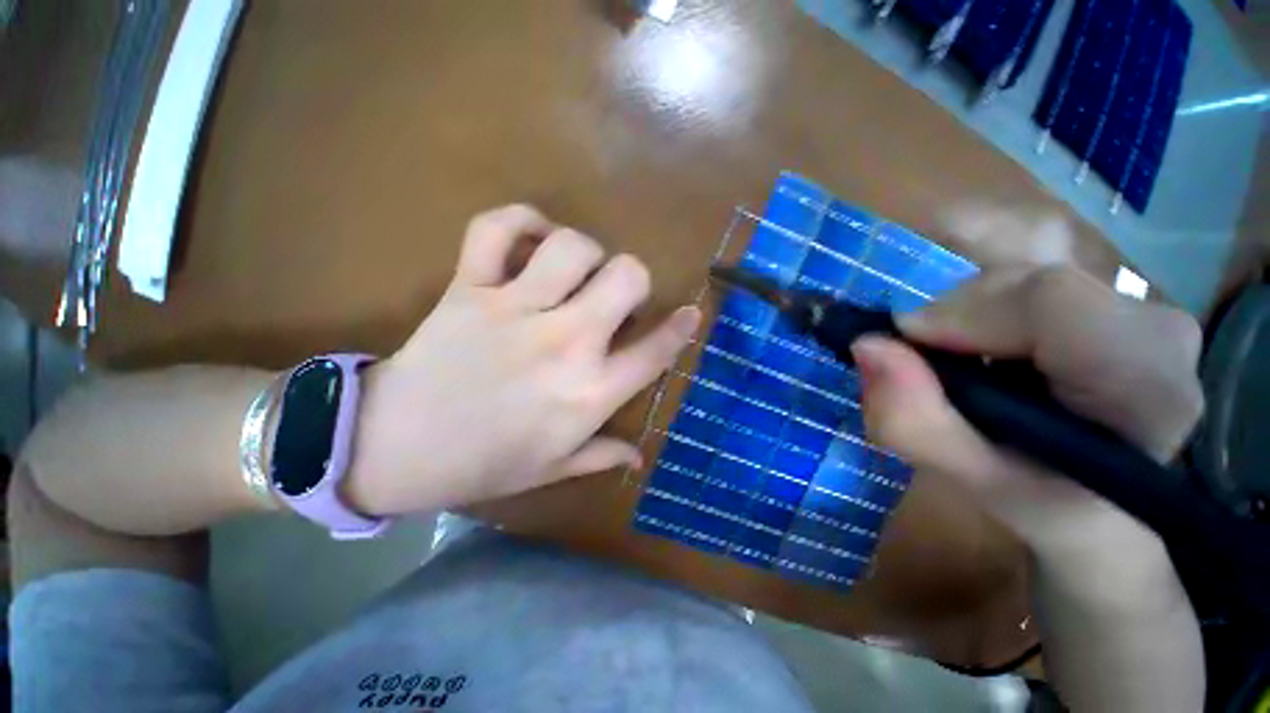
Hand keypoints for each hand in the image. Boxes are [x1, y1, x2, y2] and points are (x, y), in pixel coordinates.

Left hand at [345, 205, 700, 515]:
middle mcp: (564, 344)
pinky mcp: (469, 288)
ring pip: (573, 247)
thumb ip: (601, 455)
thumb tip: (639, 455)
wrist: (391, 448)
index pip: (655, 352)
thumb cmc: (481, 465)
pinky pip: (496, 229)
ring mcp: (515, 310)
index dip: (681, 328)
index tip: (690, 313)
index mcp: (588, 394)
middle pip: (627, 278)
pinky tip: (532, 237)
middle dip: (634, 280)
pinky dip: (520, 221)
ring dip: (586, 252)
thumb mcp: (551, 469)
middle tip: (617, 296)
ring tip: (576, 271)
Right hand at [852, 265, 1204, 586]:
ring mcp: (1146, 312)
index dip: (960, 314)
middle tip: (926, 367)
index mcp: (1146, 390)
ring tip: (958, 368)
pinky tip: (985, 354)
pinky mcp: (1122, 305)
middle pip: (1031, 286)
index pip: (1049, 302)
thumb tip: (865, 346)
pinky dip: (985, 316)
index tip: (905, 347)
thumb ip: (914, 422)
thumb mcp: (968, 481)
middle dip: (956, 318)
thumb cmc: (1043, 504)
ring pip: (1025, 282)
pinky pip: (1031, 288)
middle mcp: (1161, 334)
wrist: (1100, 506)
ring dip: (967, 319)